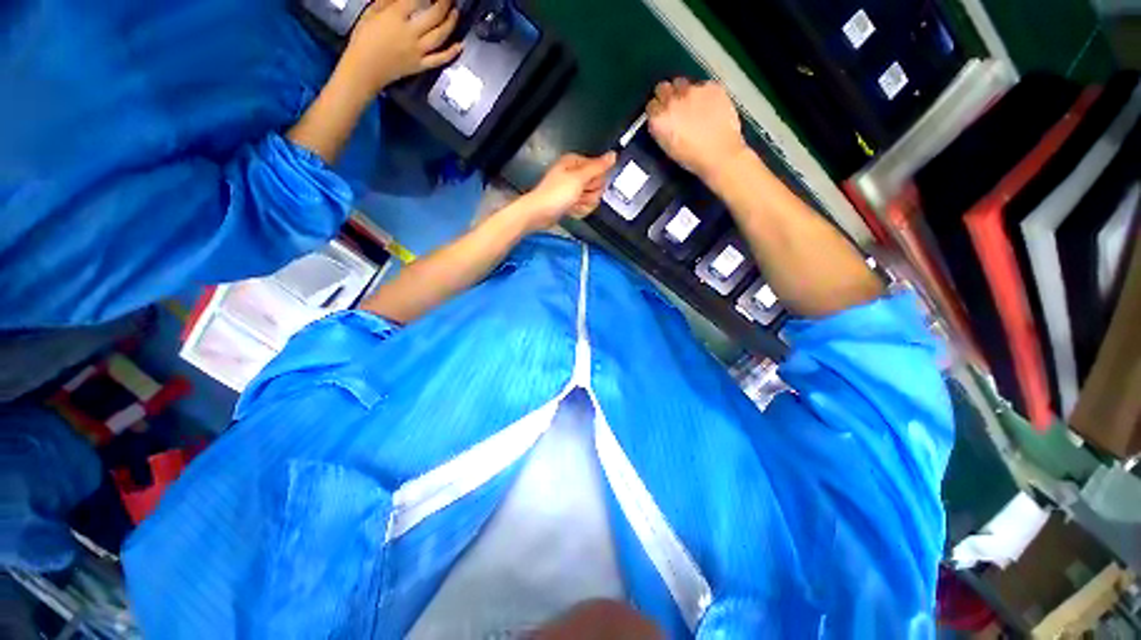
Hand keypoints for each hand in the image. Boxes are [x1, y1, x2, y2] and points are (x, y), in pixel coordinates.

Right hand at [337, 0, 462, 99]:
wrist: (364, 69)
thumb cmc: (363, 39)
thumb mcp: (371, 13)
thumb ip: (388, 2)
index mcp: (395, 17)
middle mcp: (410, 33)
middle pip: (434, 16)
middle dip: (444, 3)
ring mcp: (418, 51)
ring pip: (440, 36)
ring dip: (451, 22)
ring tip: (456, 12)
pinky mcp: (421, 66)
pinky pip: (440, 59)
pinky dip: (451, 53)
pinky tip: (460, 45)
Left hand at [517, 152, 617, 230]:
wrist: (540, 213)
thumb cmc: (555, 194)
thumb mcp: (579, 178)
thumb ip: (598, 167)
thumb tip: (613, 155)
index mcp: (576, 163)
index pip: (600, 171)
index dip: (596, 181)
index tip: (586, 185)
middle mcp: (575, 174)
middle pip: (597, 186)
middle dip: (590, 195)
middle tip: (577, 196)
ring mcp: (572, 190)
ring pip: (591, 199)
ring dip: (584, 204)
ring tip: (572, 204)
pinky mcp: (571, 202)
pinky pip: (584, 207)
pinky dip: (578, 210)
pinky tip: (570, 210)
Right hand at [647, 79, 748, 180]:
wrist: (721, 154)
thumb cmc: (692, 158)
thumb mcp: (668, 147)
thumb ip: (661, 128)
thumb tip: (661, 119)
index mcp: (659, 119)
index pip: (651, 105)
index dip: (657, 110)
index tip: (661, 114)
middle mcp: (673, 100)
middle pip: (663, 88)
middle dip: (667, 95)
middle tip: (675, 106)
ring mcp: (693, 90)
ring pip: (682, 83)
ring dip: (684, 92)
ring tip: (693, 106)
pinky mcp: (711, 86)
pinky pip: (703, 85)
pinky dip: (704, 94)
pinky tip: (710, 107)